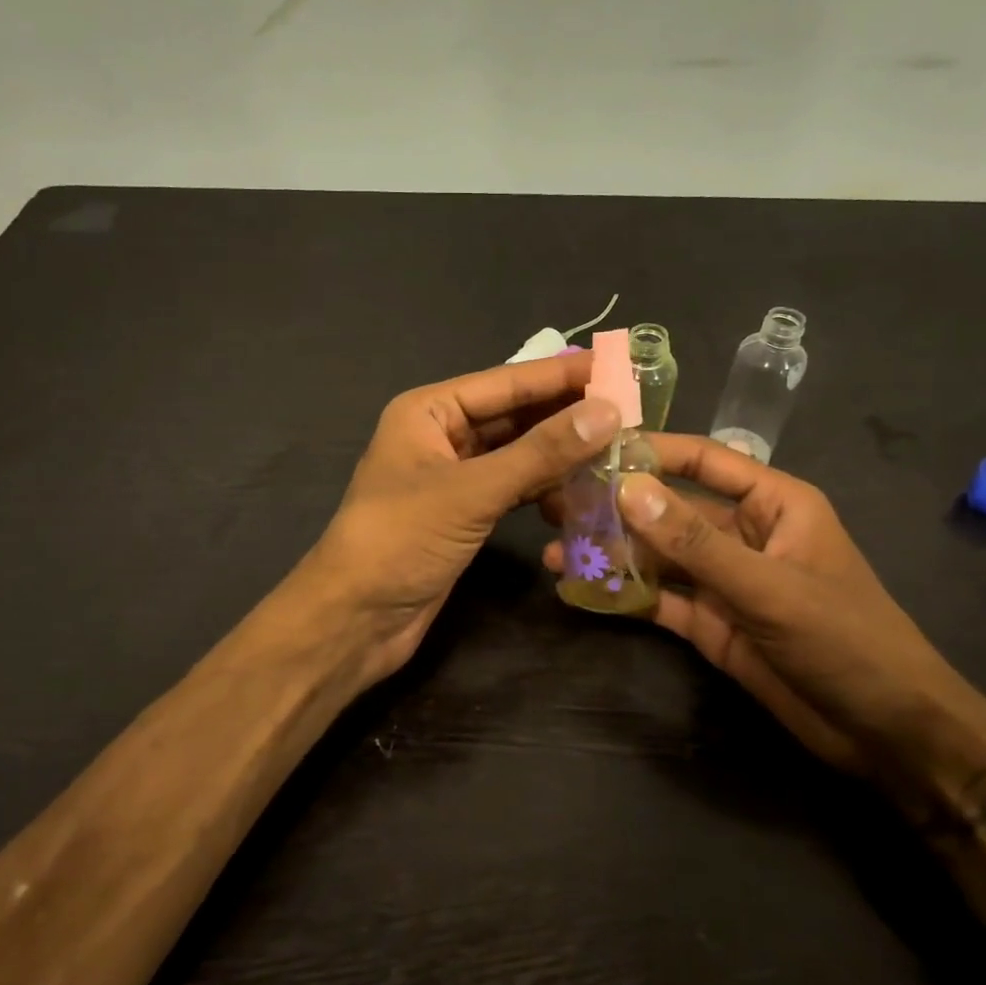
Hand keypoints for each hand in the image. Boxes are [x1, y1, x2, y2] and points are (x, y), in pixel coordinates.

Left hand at [309, 353, 619, 686]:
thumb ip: (540, 452)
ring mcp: (454, 477)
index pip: (506, 383)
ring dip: (561, 455)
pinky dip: (544, 489)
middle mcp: (441, 435)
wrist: (356, 619)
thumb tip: (607, 412)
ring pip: (518, 454)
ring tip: (618, 450)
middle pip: (514, 416)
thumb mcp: (472, 491)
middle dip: (566, 415)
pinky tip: (581, 494)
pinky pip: (513, 488)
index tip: (616, 365)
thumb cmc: (401, 540)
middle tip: (630, 409)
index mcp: (429, 411)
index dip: (561, 375)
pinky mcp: (465, 514)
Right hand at [544, 435, 985, 814]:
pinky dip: (625, 595)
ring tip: (557, 550)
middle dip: (618, 507)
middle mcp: (743, 533)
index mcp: (773, 504)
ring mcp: (725, 580)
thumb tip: (627, 488)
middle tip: (557, 503)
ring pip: (659, 556)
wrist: (886, 733)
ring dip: (613, 553)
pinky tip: (582, 590)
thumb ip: (695, 541)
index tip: (595, 447)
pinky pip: (661, 599)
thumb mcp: (768, 586)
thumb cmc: (845, 639)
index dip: (653, 450)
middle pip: (670, 509)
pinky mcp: (711, 623)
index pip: (704, 460)